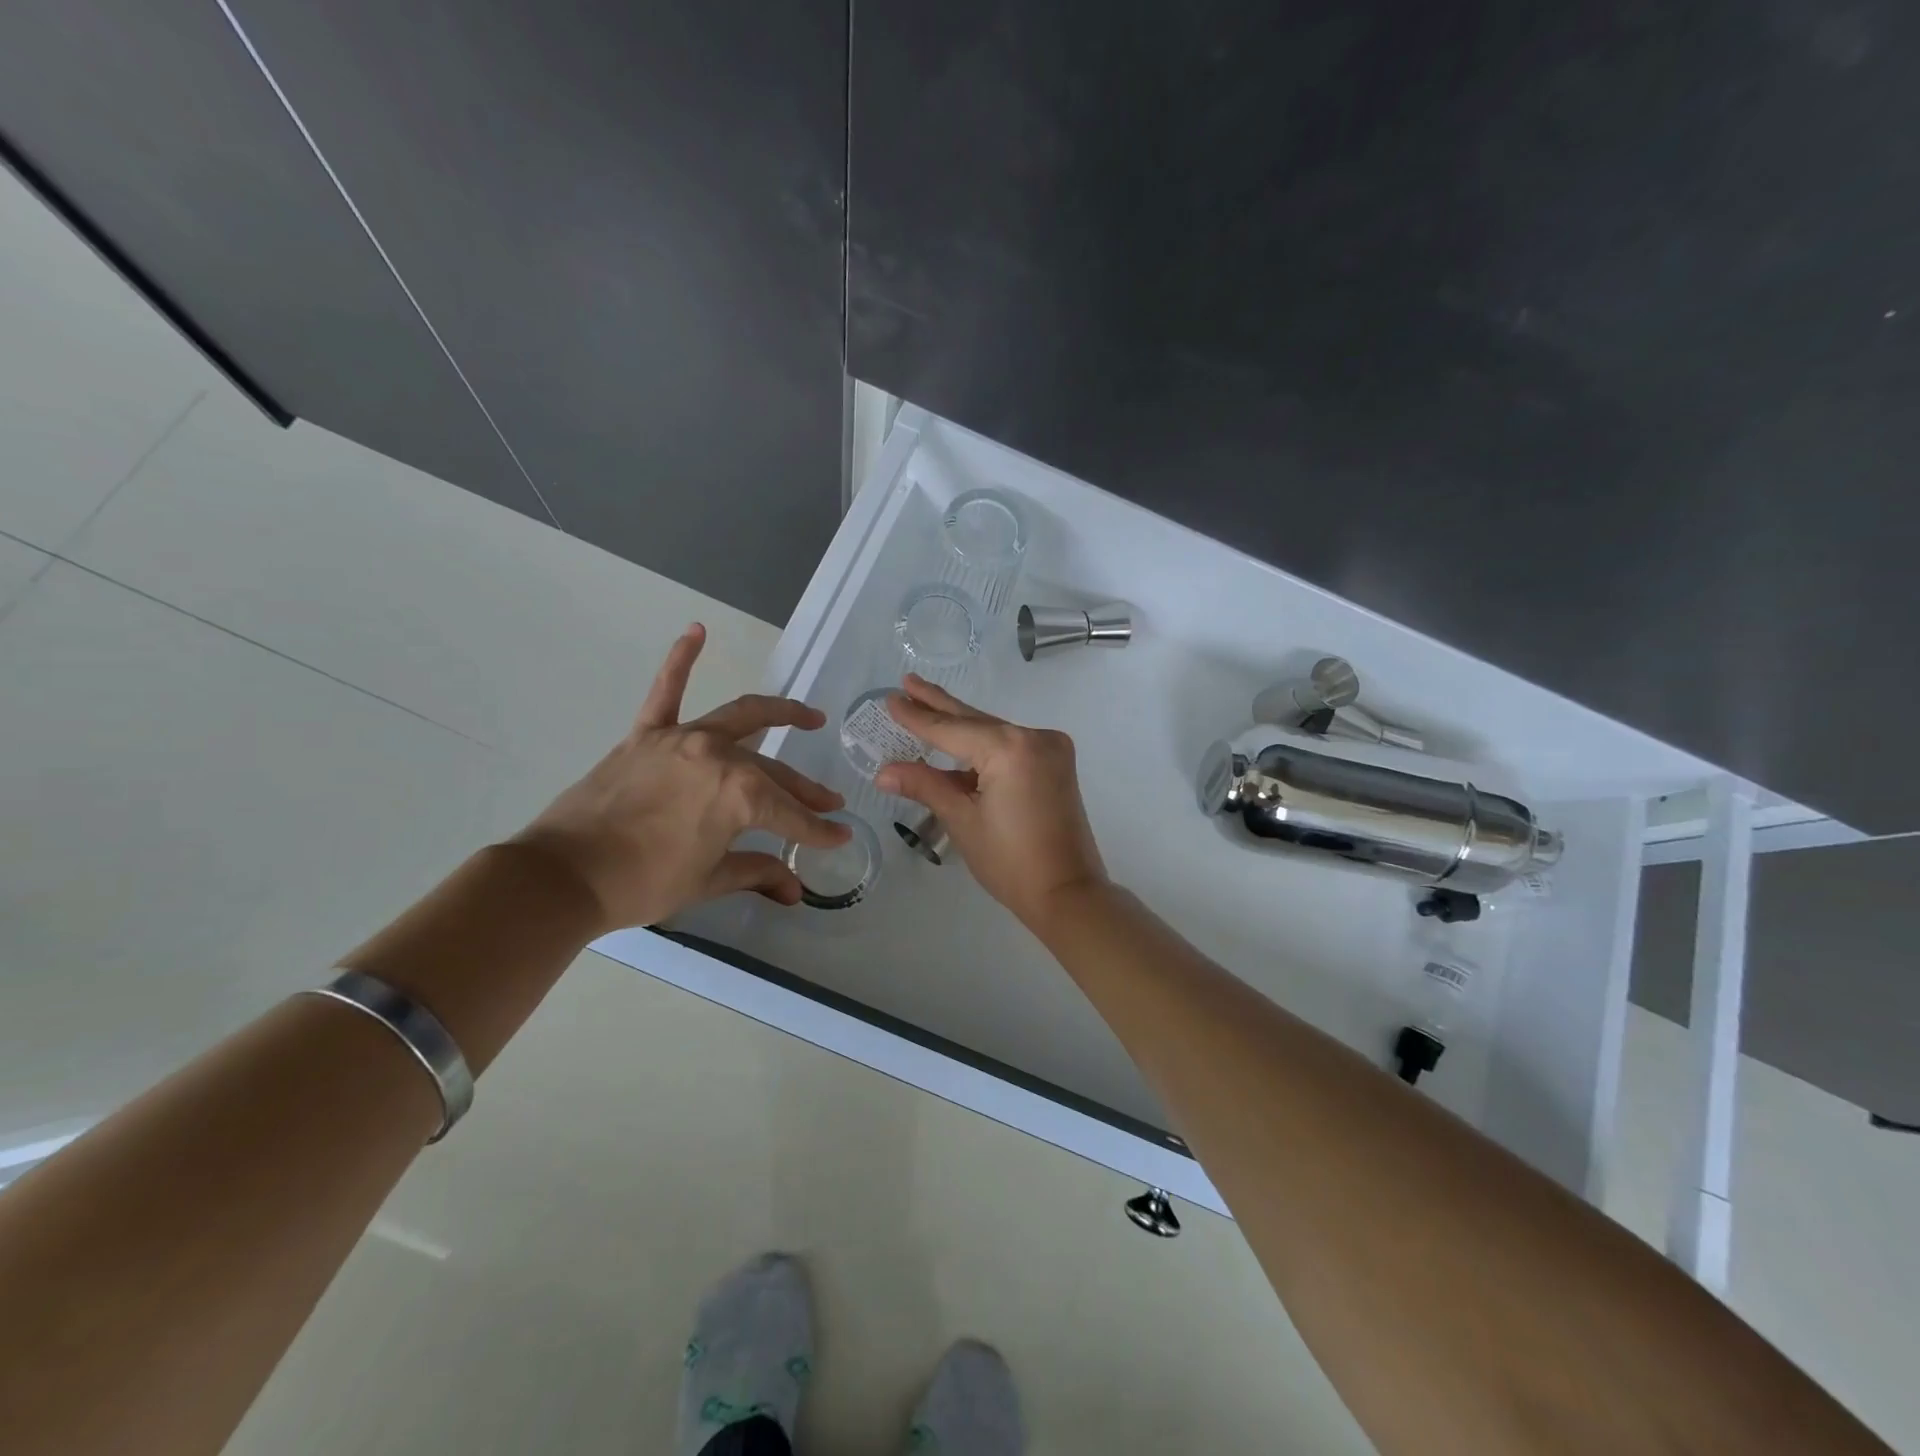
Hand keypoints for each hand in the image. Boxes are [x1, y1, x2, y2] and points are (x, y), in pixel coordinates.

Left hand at [511, 624, 849, 929]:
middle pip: (774, 772)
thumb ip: (757, 873)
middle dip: (806, 791)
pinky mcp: (646, 735)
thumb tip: (794, 890)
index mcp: (740, 796)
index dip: (818, 830)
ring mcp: (682, 739)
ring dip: (779, 713)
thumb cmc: (643, 884)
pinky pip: (667, 690)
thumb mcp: (708, 881)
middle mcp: (719, 757)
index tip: (840, 836)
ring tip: (809, 716)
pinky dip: (681, 659)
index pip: (791, 815)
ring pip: (741, 718)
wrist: (563, 877)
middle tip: (828, 801)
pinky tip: (697, 631)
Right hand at [875, 675, 1108, 927]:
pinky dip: (983, 748)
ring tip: (924, 706)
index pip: (951, 729)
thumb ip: (925, 786)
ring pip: (993, 732)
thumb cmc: (1010, 861)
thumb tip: (884, 772)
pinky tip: (955, 746)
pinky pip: (1010, 747)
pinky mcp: (1056, 764)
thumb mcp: (962, 820)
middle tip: (908, 681)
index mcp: (1010, 748)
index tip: (891, 697)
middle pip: (975, 720)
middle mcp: (1034, 738)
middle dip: (939, 705)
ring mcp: (1050, 749)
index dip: (918, 716)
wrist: (1067, 892)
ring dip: (959, 726)